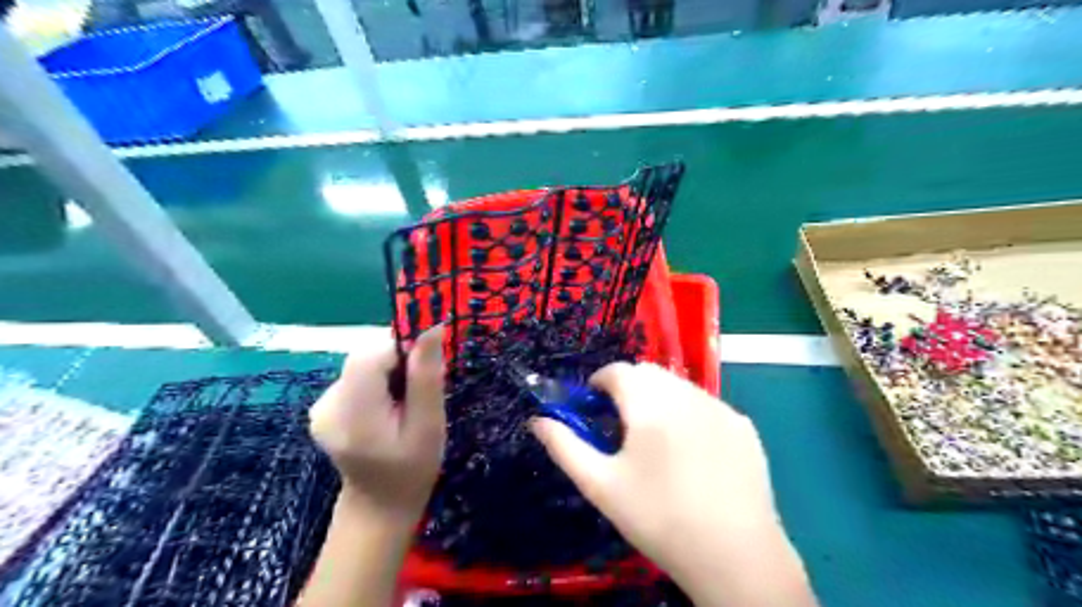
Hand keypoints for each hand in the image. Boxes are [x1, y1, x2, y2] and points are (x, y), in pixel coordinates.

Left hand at [307, 328, 444, 526]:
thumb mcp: (429, 425)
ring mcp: (321, 405)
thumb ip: (426, 376)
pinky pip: (357, 376)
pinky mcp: (324, 406)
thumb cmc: (413, 469)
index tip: (428, 364)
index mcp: (352, 413)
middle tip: (422, 388)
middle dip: (399, 361)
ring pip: (363, 363)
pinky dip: (378, 380)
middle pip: (365, 356)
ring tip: (406, 401)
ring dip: (390, 370)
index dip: (402, 348)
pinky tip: (389, 405)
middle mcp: (327, 404)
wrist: (379, 505)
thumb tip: (431, 327)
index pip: (370, 355)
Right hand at [533, 363, 811, 604]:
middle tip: (622, 426)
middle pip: (648, 373)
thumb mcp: (600, 485)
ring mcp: (720, 408)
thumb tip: (537, 421)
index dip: (599, 383)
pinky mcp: (743, 425)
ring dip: (660, 398)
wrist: (735, 557)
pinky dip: (690, 413)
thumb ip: (564, 446)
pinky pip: (706, 405)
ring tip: (657, 440)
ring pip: (679, 385)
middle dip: (629, 389)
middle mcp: (686, 394)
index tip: (594, 407)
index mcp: (649, 404)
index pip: (617, 371)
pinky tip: (693, 453)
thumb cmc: (658, 519)